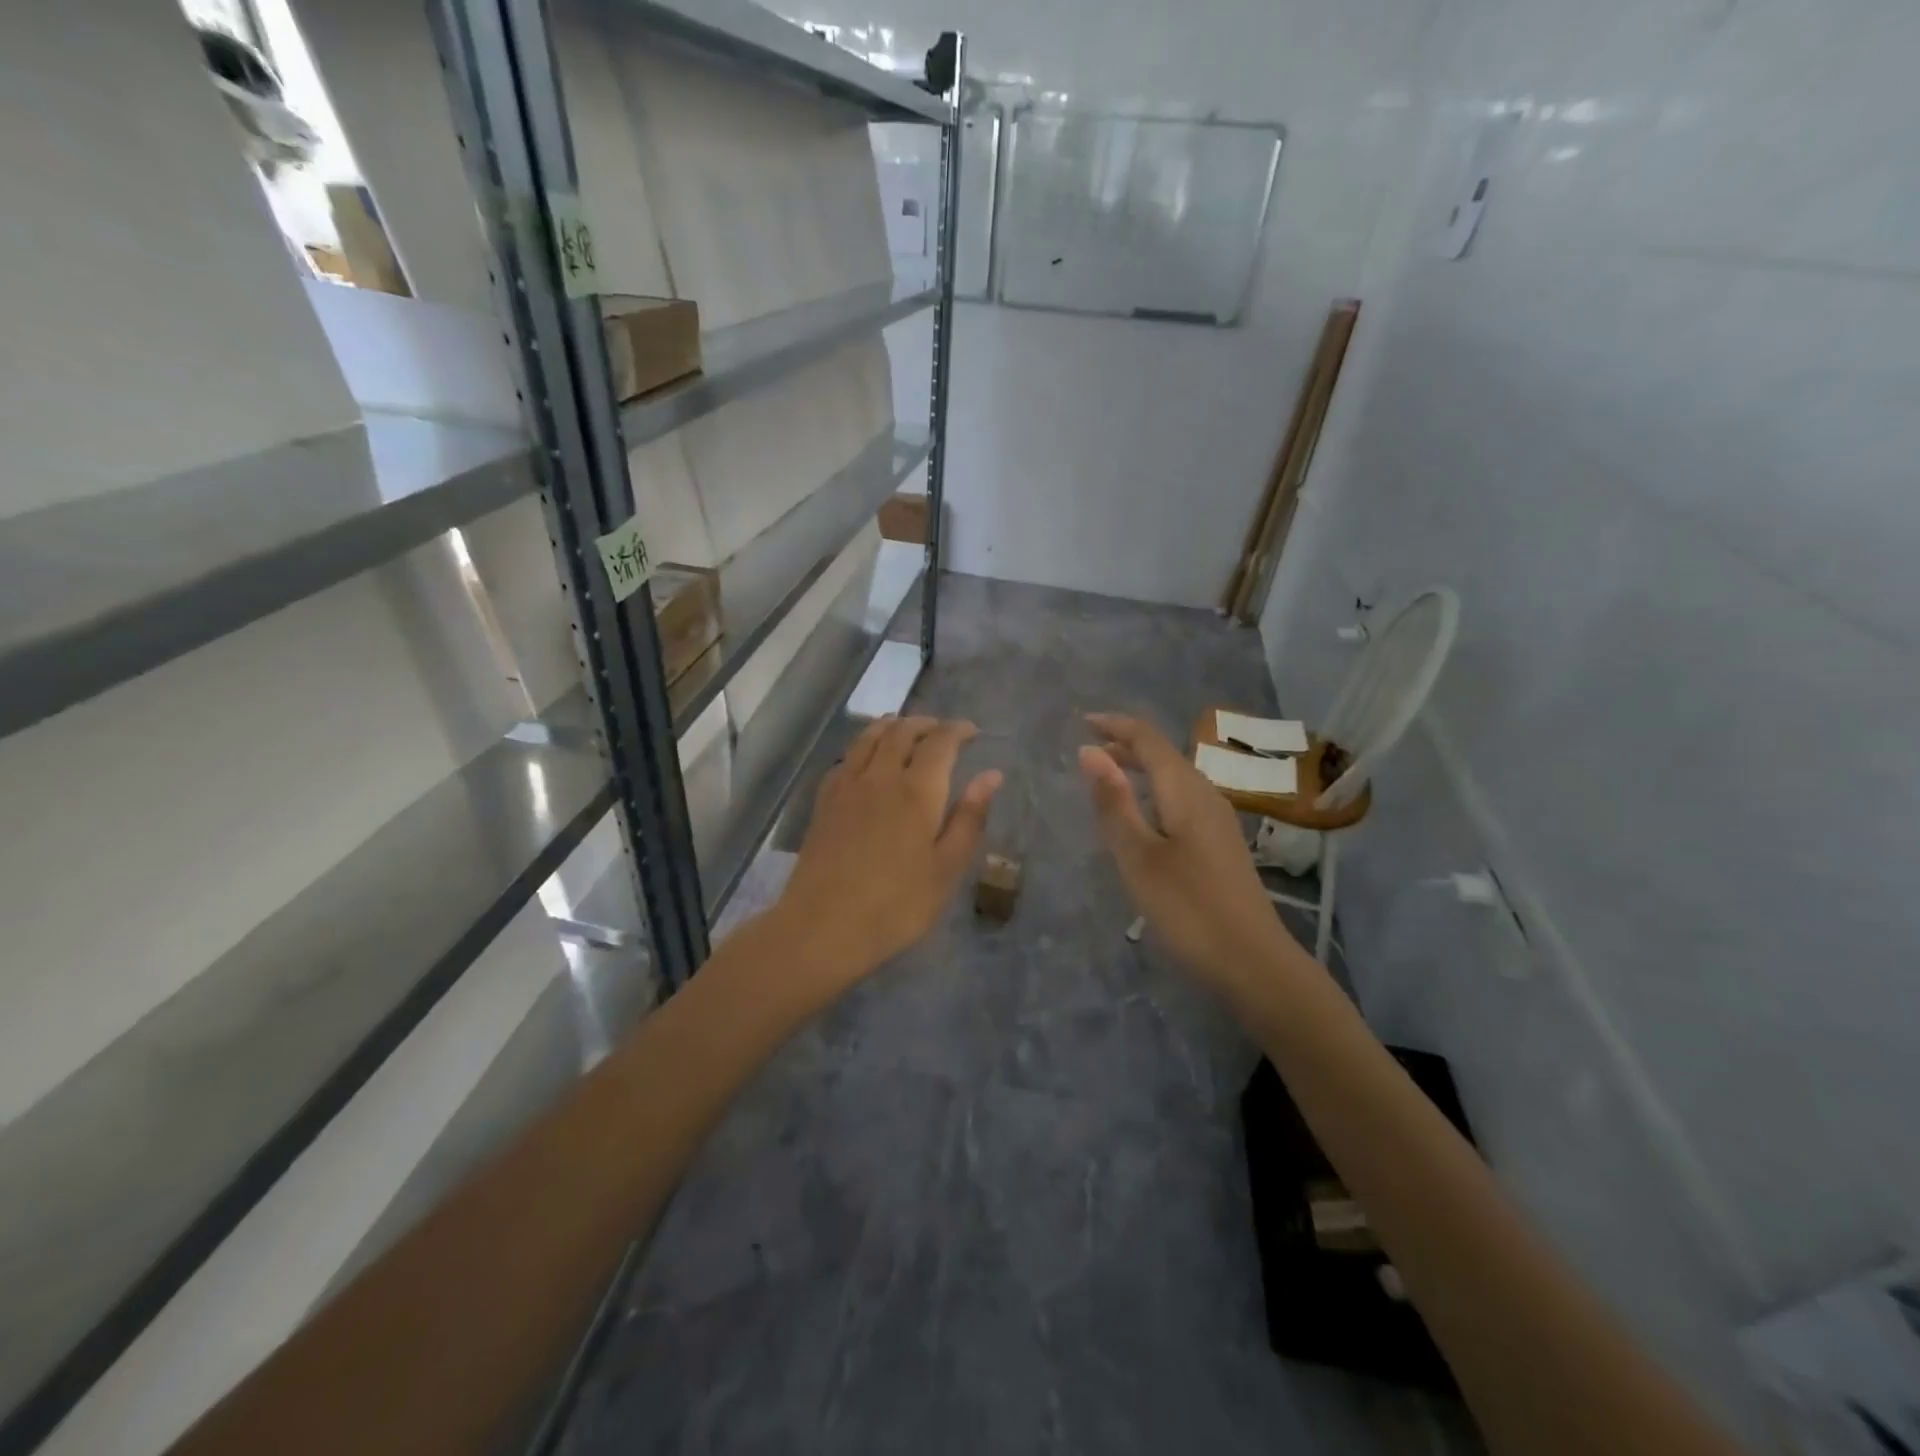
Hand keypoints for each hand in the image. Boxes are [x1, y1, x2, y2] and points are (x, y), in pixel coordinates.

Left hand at [772, 715, 1001, 991]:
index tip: (972, 731)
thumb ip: (970, 817)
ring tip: (906, 731)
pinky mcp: (824, 802)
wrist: (823, 926)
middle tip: (942, 730)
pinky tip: (866, 761)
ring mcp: (847, 786)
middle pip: (902, 731)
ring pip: (869, 737)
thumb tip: (991, 775)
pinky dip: (863, 747)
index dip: (958, 730)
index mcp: (917, 790)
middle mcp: (881, 776)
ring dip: (892, 726)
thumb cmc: (897, 905)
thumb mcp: (946, 868)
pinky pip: (846, 758)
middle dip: (926, 723)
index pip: (940, 742)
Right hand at [1079, 713, 1304, 994]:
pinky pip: (1181, 800)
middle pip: (1164, 755)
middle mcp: (1206, 795)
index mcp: (1186, 791)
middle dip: (1126, 745)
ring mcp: (1218, 821)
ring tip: (1107, 777)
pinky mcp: (1220, 845)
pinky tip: (1141, 817)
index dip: (1115, 725)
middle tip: (1088, 750)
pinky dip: (1153, 794)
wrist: (1254, 963)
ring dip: (1140, 769)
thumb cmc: (1189, 909)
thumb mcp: (1138, 856)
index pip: (1148, 739)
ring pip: (1174, 778)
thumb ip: (1114, 802)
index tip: (1082, 722)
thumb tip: (1089, 751)